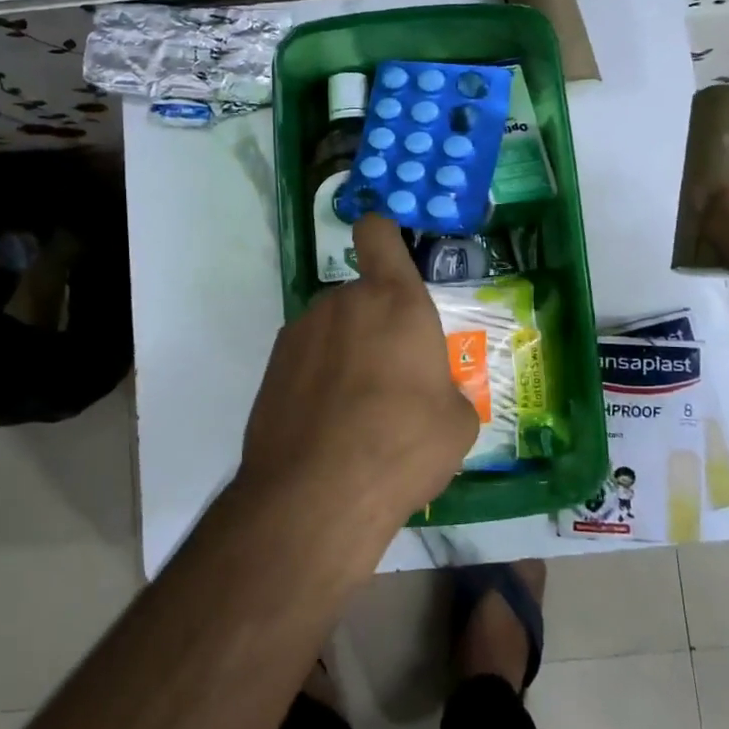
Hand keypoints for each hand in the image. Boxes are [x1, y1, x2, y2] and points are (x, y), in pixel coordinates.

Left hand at [239, 215, 478, 530]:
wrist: (317, 494)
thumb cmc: (403, 445)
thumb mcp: (457, 423)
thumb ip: (447, 389)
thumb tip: (433, 395)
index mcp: (394, 301)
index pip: (378, 234)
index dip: (384, 235)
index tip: (390, 254)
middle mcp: (342, 303)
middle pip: (361, 296)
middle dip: (377, 326)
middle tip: (393, 382)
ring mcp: (299, 333)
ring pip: (333, 330)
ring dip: (346, 355)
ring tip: (357, 415)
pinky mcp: (271, 368)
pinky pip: (307, 360)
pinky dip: (318, 380)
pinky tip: (326, 427)